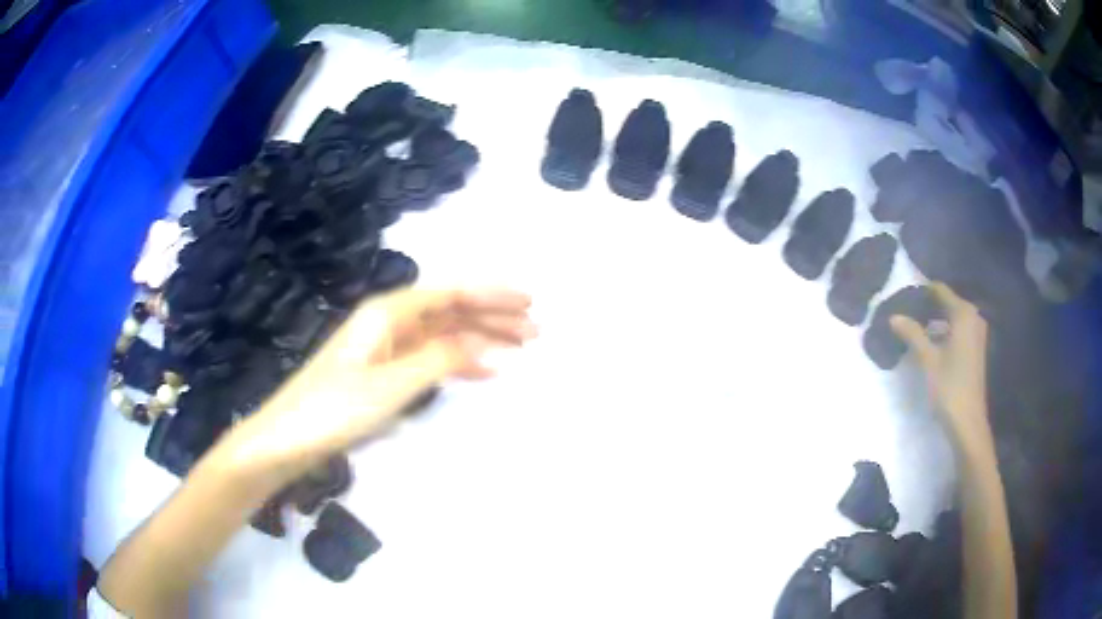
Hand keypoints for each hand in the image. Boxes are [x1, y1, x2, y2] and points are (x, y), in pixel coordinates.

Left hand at [223, 288, 536, 476]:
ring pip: (442, 334)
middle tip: (534, 330)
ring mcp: (385, 349)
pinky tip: (482, 371)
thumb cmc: (334, 409)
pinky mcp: (382, 373)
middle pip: (449, 310)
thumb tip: (481, 343)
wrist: (287, 439)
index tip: (529, 302)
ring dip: (479, 338)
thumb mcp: (391, 385)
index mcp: (387, 313)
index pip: (450, 293)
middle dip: (492, 316)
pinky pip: (429, 358)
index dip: (491, 295)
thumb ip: (438, 359)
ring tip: (518, 348)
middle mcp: (388, 323)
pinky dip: (457, 362)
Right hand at [890, 282, 991, 449]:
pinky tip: (928, 342)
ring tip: (912, 327)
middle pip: (947, 302)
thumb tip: (893, 316)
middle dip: (927, 307)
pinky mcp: (975, 348)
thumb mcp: (928, 360)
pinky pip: (957, 329)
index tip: (902, 297)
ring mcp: (976, 333)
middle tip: (904, 313)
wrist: (968, 422)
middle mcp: (973, 317)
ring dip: (934, 321)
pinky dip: (943, 331)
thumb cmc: (949, 387)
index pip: (940, 290)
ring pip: (951, 317)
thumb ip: (912, 334)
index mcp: (964, 314)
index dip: (921, 291)